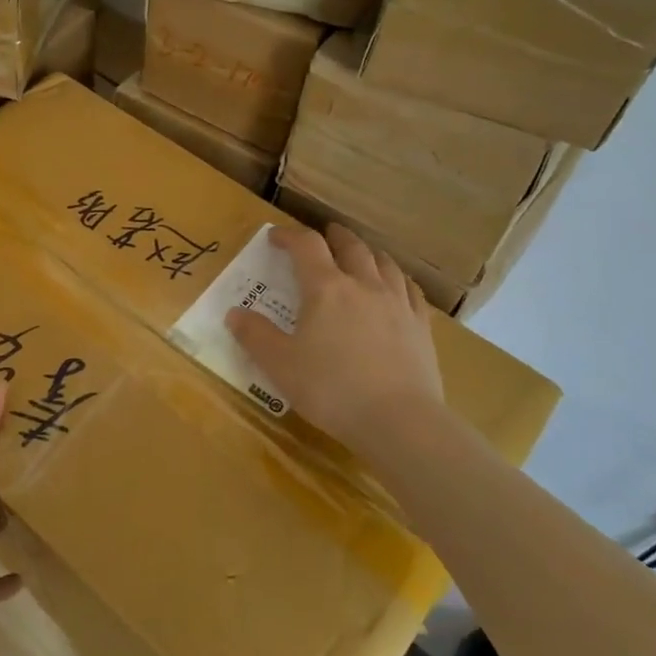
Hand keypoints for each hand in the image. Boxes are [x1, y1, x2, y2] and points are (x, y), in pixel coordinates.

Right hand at [226, 223, 443, 447]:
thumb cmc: (331, 389)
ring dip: (367, 252)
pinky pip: (411, 290)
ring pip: (384, 263)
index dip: (289, 236)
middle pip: (351, 247)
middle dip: (334, 236)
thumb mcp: (280, 365)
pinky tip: (397, 286)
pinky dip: (398, 279)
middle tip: (325, 234)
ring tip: (361, 254)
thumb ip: (255, 335)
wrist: (399, 421)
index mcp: (326, 289)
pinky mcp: (421, 326)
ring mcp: (397, 304)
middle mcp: (364, 285)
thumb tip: (234, 314)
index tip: (275, 237)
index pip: (306, 246)